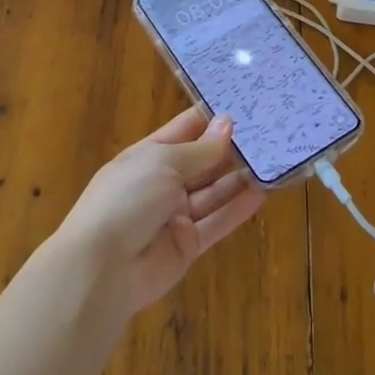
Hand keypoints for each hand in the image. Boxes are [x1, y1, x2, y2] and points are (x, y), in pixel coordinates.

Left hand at [53, 107, 265, 314]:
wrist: (102, 269)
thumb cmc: (127, 199)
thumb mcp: (163, 162)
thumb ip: (201, 148)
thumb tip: (228, 122)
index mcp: (148, 156)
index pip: (185, 129)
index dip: (212, 118)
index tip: (246, 105)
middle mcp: (162, 183)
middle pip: (202, 162)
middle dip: (231, 149)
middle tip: (269, 133)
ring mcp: (174, 216)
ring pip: (213, 192)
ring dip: (239, 178)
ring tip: (272, 161)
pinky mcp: (187, 245)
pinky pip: (216, 222)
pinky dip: (238, 209)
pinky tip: (263, 193)